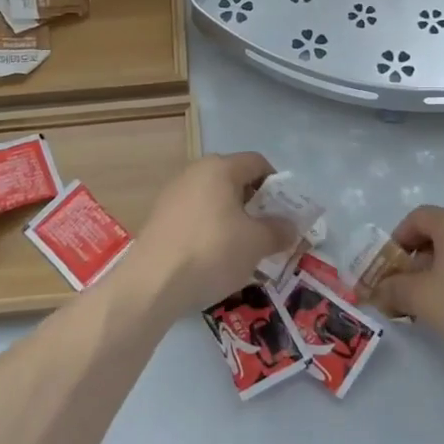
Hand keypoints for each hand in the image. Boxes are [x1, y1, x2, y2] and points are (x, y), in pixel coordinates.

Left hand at [126, 153, 296, 315]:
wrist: (153, 282)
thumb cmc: (212, 251)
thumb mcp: (256, 243)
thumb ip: (279, 230)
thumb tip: (290, 226)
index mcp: (219, 168)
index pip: (257, 162)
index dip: (277, 184)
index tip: (286, 212)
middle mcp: (194, 172)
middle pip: (234, 180)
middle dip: (255, 204)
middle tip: (268, 232)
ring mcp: (173, 194)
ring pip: (213, 200)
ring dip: (232, 219)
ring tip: (243, 249)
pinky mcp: (159, 217)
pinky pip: (195, 216)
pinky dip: (210, 230)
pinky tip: (214, 258)